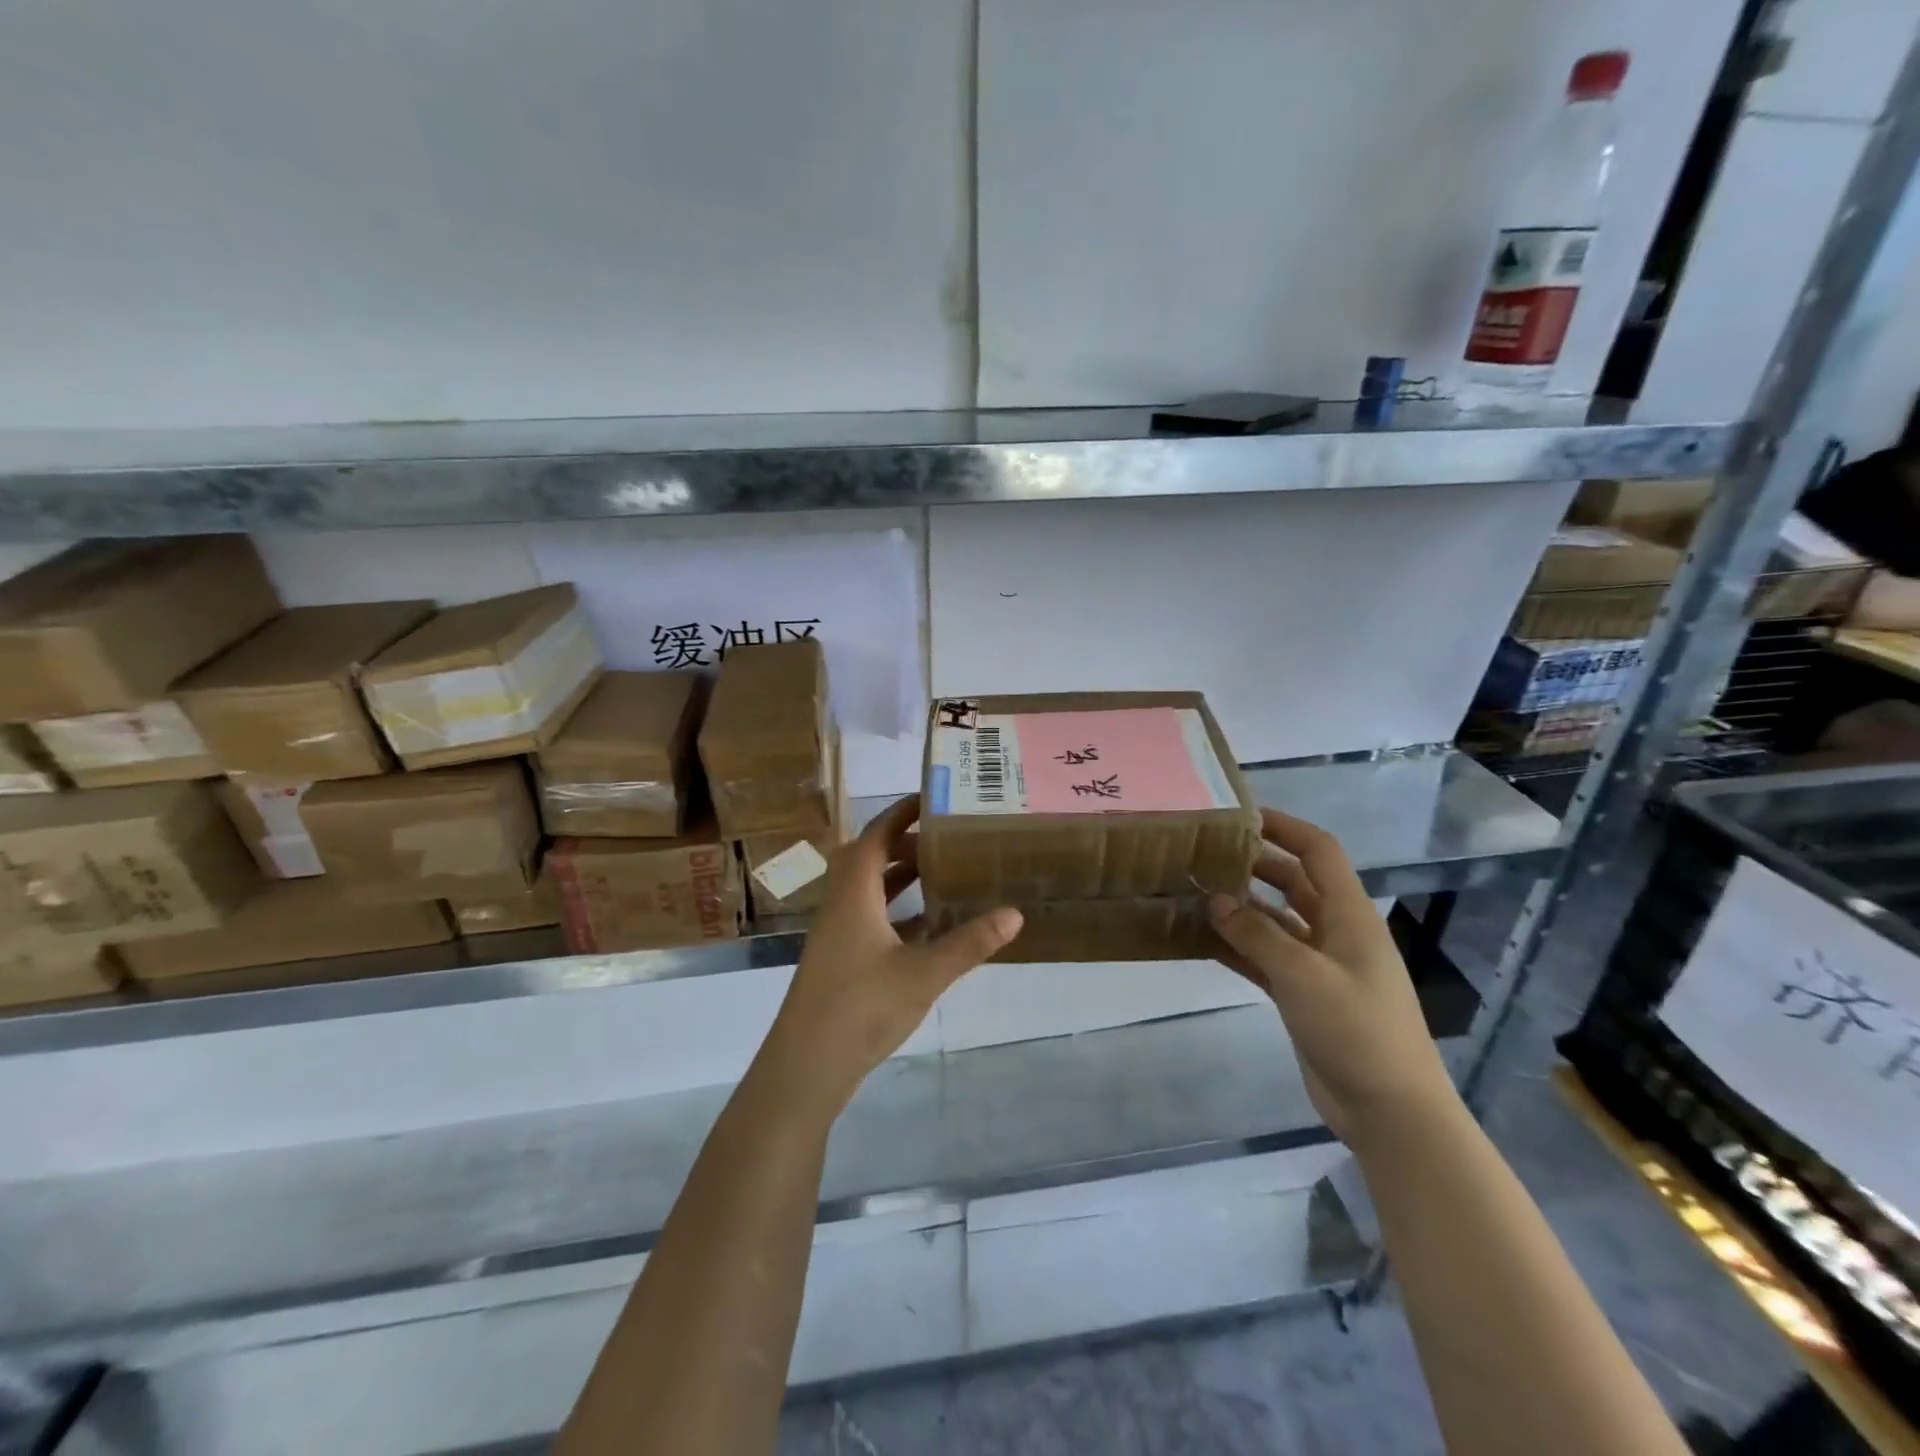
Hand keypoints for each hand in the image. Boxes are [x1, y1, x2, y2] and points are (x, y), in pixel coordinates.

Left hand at [758, 796, 1021, 1118]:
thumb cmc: (861, 1007)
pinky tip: (926, 926)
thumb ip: (969, 943)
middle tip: (945, 840)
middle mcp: (840, 905)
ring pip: (868, 890)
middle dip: (904, 843)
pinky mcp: (839, 960)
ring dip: (899, 877)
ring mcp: (836, 934)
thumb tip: (1015, 913)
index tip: (931, 799)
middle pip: (869, 858)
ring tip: (940, 873)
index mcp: (853, 894)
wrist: (806, 1066)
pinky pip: (869, 918)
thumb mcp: (924, 973)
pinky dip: (895, 911)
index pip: (874, 836)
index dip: (900, 813)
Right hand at [1208, 808, 1456, 1149]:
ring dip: (1241, 907)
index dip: (1284, 827)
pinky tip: (1203, 940)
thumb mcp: (1303, 975)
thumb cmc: (1357, 1030)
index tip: (1240, 816)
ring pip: (1276, 920)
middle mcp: (1336, 931)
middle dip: (1254, 865)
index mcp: (1350, 915)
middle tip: (1205, 855)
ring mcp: (1320, 965)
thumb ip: (1256, 934)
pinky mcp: (1304, 995)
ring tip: (1194, 893)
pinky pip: (1266, 957)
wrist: (1390, 1110)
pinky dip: (1239, 946)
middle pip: (1294, 881)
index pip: (1318, 852)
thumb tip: (1215, 899)